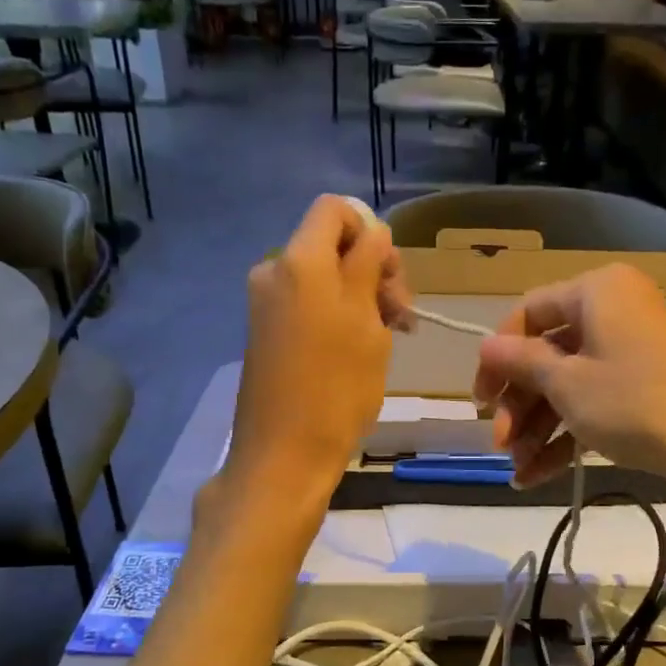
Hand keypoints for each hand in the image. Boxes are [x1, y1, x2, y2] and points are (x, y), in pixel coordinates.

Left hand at [222, 197, 405, 508]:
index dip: (371, 232)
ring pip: (322, 278)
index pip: (336, 209)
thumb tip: (373, 233)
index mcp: (300, 261)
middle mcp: (274, 271)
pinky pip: (306, 304)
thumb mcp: (367, 324)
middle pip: (330, 244)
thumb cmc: (336, 389)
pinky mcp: (265, 332)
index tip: (391, 278)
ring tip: (387, 338)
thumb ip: (369, 267)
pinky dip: (335, 315)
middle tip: (401, 316)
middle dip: (371, 269)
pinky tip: (358, 350)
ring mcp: (265, 304)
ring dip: (359, 296)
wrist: (284, 456)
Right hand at [472, 264, 665, 501]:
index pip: (528, 313)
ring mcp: (633, 353)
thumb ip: (520, 362)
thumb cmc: (633, 400)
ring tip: (516, 470)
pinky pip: (595, 404)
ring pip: (569, 386)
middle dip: (518, 405)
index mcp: (596, 291)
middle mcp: (615, 312)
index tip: (480, 399)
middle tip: (498, 443)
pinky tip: (536, 476)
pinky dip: (567, 437)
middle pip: (548, 355)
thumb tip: (485, 346)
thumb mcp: (566, 383)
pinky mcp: (647, 389)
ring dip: (537, 429)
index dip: (497, 357)